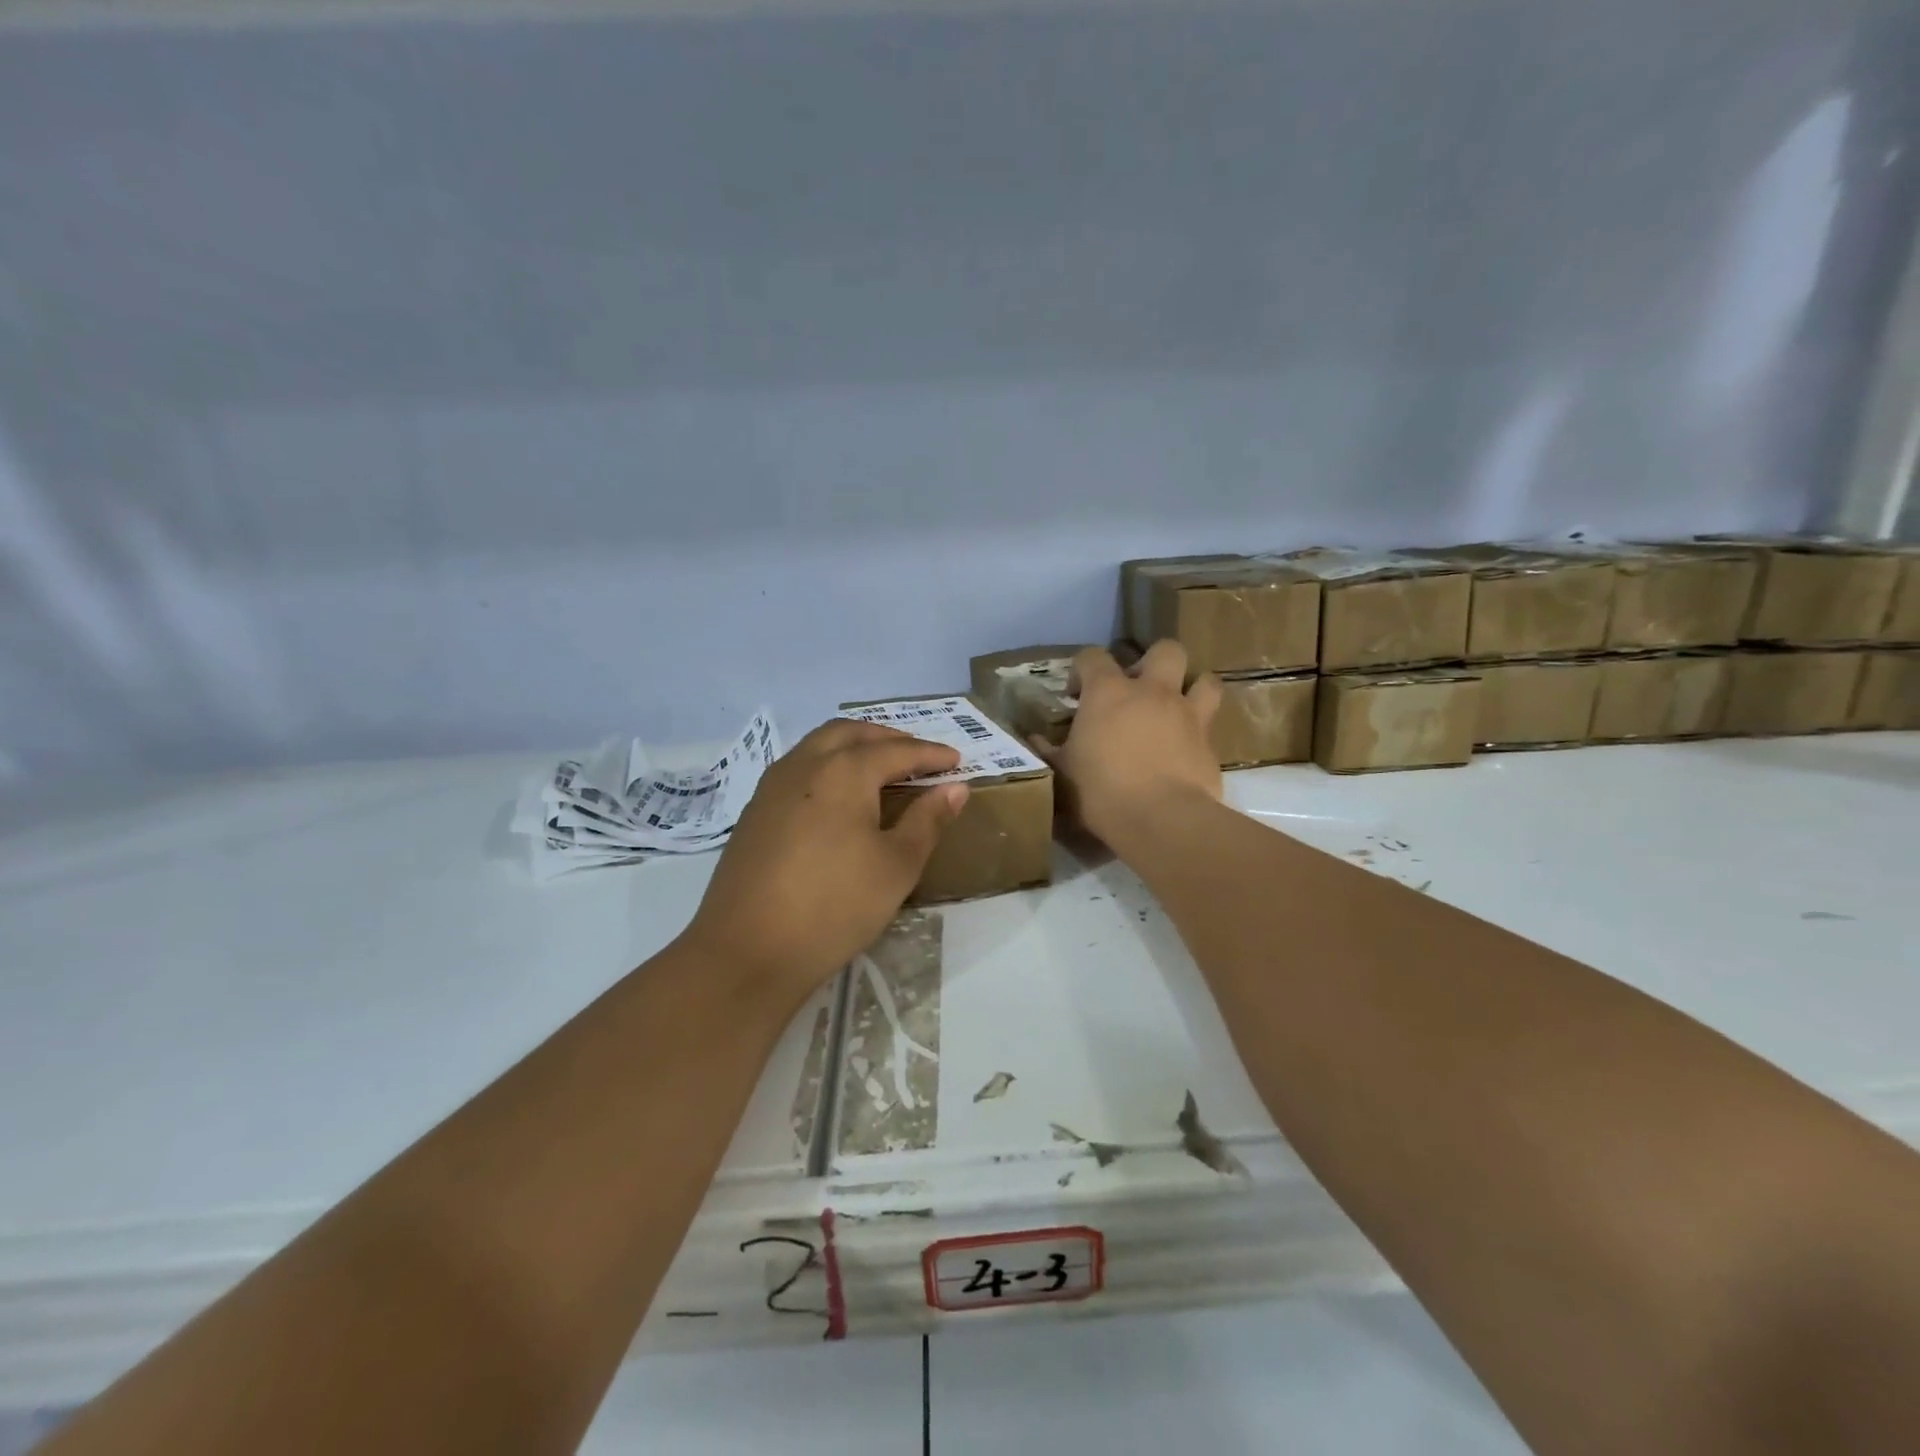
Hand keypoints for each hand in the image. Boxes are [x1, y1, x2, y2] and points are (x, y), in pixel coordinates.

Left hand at [678, 720, 968, 1005]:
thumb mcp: (896, 866)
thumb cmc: (834, 905)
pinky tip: (837, 797)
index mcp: (844, 771)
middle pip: (851, 733)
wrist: (747, 950)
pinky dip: (827, 765)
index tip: (957, 759)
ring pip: (818, 745)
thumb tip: (954, 788)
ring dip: (853, 746)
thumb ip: (928, 820)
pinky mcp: (755, 812)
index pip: (897, 750)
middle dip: (888, 737)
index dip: (930, 753)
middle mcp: (805, 764)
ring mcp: (772, 786)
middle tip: (917, 755)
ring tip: (879, 768)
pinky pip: (797, 768)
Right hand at [1036, 642, 1221, 849]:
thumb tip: (1033, 740)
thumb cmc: (1101, 791)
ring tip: (1177, 708)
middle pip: (1166, 650)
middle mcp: (1153, 692)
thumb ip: (1048, 751)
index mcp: (1109, 692)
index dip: (1082, 669)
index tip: (1076, 694)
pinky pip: (1211, 725)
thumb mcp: (1062, 773)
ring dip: (1193, 688)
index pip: (1092, 656)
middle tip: (1139, 689)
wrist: (1161, 819)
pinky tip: (1187, 749)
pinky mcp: (1210, 744)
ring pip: (1205, 680)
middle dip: (1153, 661)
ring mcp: (1187, 715)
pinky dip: (1200, 732)